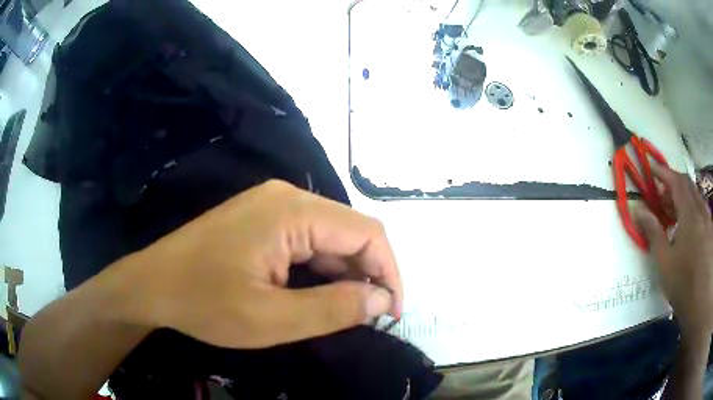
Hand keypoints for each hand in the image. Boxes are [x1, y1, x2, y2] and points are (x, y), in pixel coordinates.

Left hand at [123, 180, 402, 347]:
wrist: (152, 285)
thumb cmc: (204, 303)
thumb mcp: (271, 319)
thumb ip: (333, 310)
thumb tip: (382, 300)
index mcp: (292, 211)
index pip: (367, 233)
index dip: (389, 273)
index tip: (391, 313)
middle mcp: (287, 197)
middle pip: (350, 231)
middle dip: (369, 274)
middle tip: (370, 317)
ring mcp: (272, 205)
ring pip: (330, 236)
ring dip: (345, 273)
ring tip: (346, 311)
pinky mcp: (261, 218)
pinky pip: (307, 239)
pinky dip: (321, 268)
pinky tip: (317, 293)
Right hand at [635, 164, 712, 334]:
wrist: (701, 302)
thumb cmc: (683, 283)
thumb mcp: (664, 261)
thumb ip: (653, 232)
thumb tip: (638, 210)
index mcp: (689, 213)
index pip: (677, 181)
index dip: (664, 172)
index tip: (652, 169)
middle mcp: (700, 210)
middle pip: (688, 185)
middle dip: (673, 184)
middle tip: (661, 195)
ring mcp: (707, 220)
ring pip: (695, 197)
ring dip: (683, 197)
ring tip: (673, 213)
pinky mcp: (710, 231)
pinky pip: (701, 210)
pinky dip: (692, 208)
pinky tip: (687, 227)